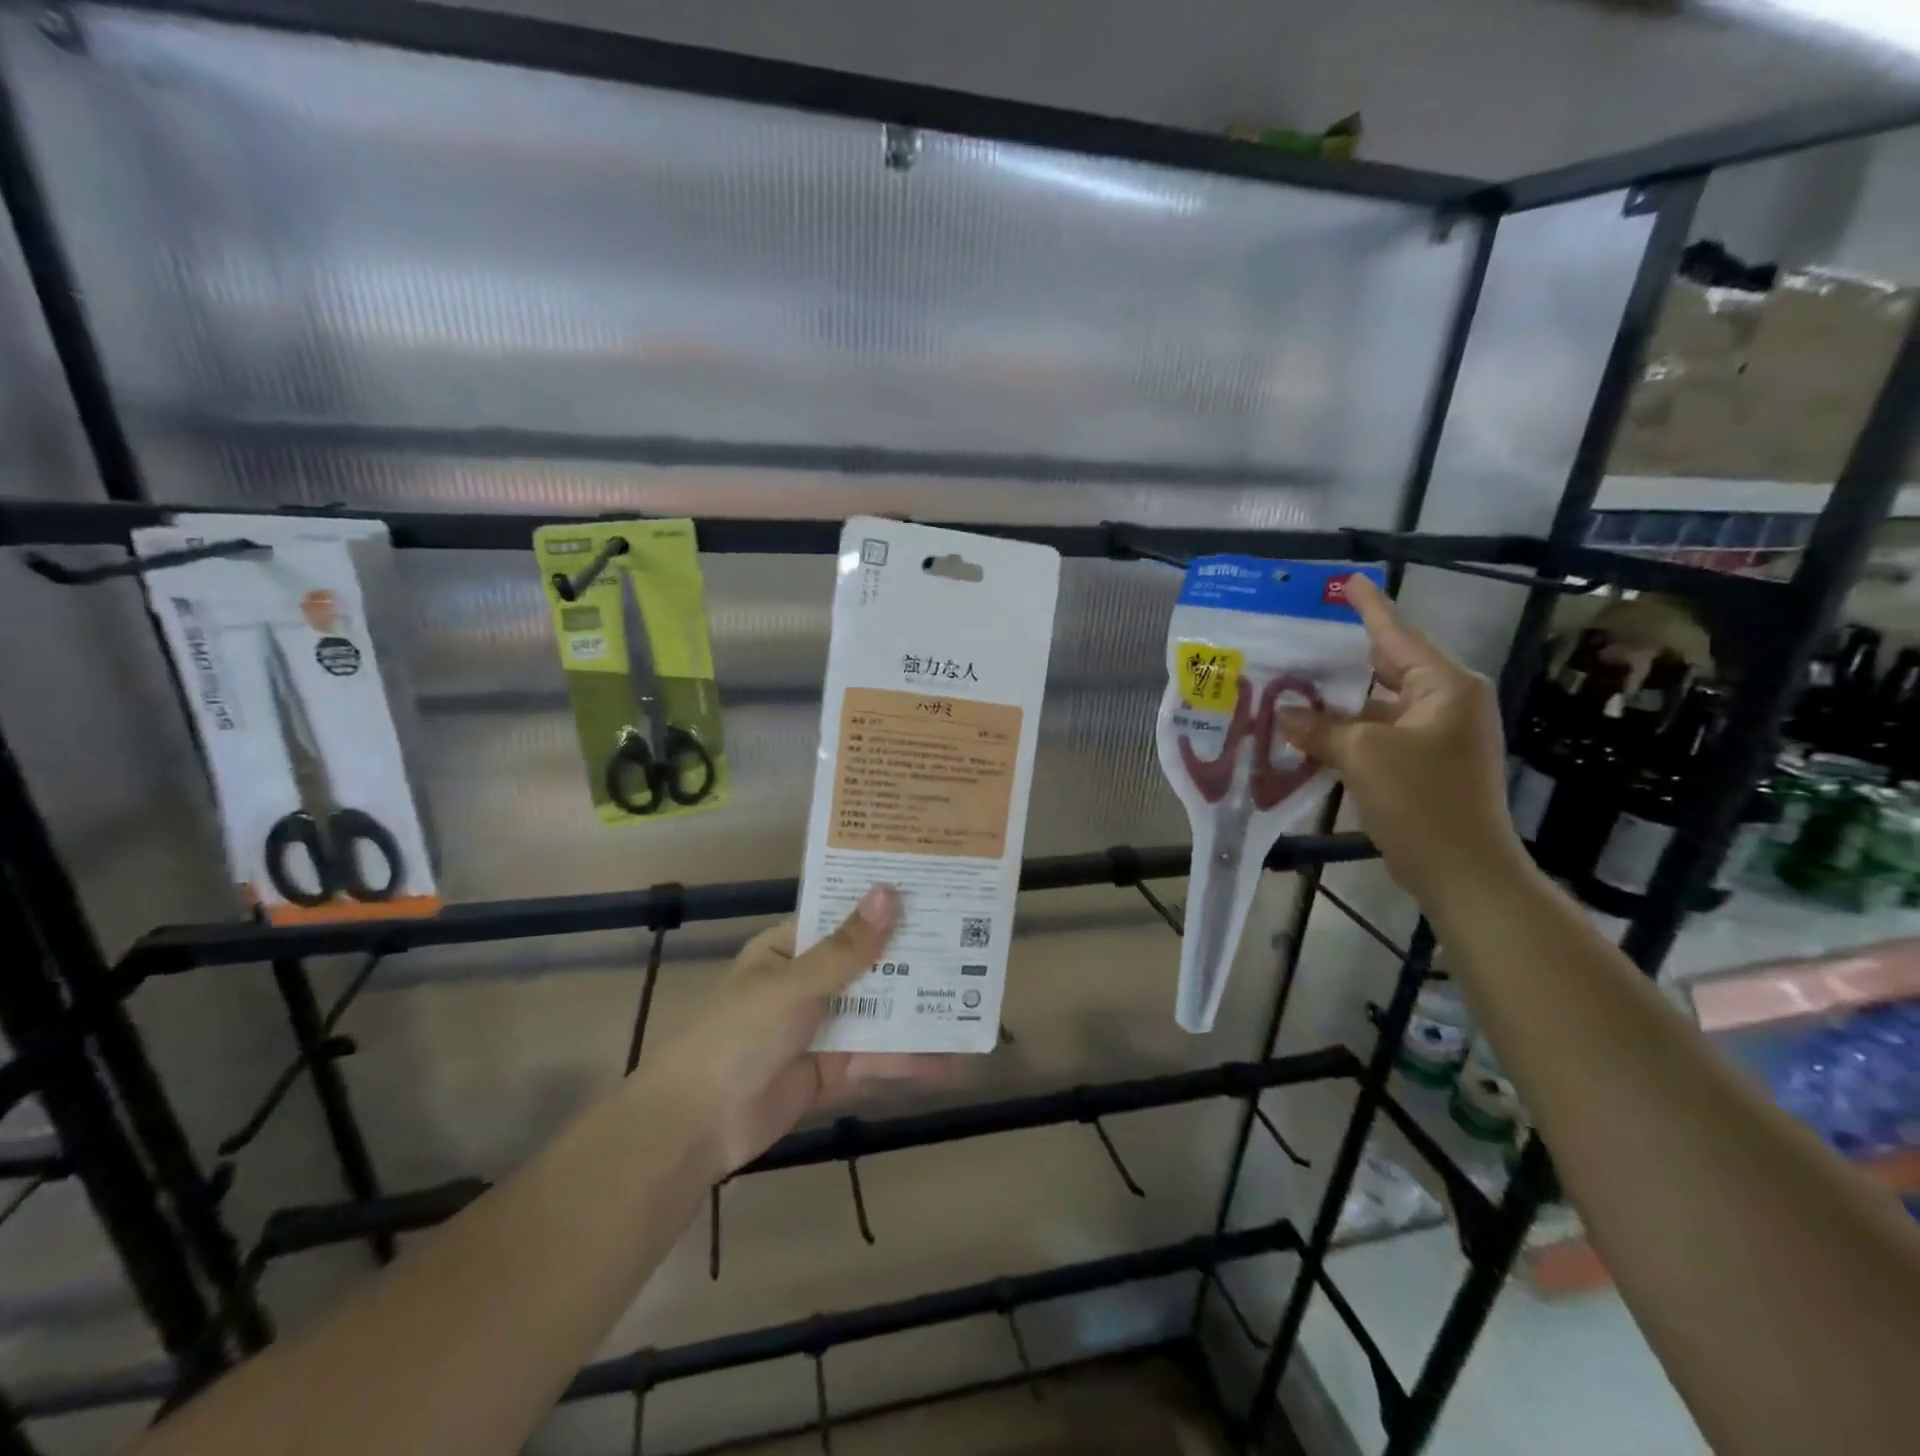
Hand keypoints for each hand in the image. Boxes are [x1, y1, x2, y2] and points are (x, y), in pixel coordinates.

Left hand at [642, 885, 946, 1175]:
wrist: (696, 1126)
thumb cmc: (739, 1035)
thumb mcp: (794, 985)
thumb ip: (847, 949)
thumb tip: (889, 893)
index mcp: (789, 948)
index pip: (842, 916)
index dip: (882, 904)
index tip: (931, 890)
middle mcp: (807, 981)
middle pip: (867, 963)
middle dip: (911, 957)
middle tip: (967, 942)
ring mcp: (820, 1026)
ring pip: (877, 1011)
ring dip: (916, 1009)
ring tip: (969, 1000)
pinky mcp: (831, 1069)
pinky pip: (875, 1057)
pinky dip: (907, 1059)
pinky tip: (946, 1060)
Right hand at [1276, 576, 1526, 902]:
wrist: (1464, 872)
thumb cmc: (1422, 801)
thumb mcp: (1363, 756)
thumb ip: (1319, 728)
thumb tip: (1283, 713)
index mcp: (1445, 687)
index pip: (1397, 635)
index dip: (1368, 608)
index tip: (1345, 582)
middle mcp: (1446, 703)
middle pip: (1386, 669)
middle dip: (1340, 660)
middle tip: (1297, 642)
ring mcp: (1437, 735)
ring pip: (1377, 706)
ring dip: (1337, 703)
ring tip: (1290, 687)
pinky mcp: (1424, 764)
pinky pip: (1378, 735)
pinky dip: (1346, 732)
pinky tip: (1308, 731)